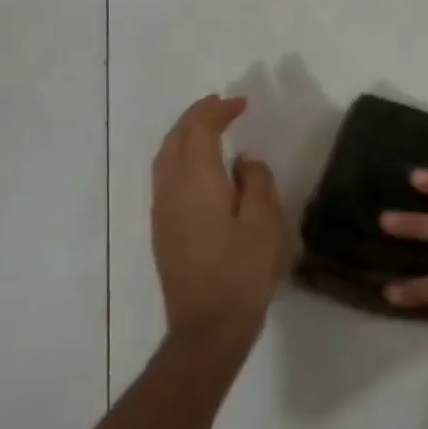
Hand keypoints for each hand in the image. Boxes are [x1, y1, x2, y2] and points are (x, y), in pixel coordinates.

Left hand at [150, 94, 287, 361]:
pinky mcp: (163, 230)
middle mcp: (171, 190)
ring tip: (209, 129)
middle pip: (175, 139)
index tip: (240, 103)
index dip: (217, 111)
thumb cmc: (243, 271)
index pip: (199, 130)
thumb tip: (244, 162)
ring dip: (185, 136)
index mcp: (196, 182)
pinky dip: (181, 158)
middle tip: (222, 106)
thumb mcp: (265, 222)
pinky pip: (166, 177)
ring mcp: (162, 211)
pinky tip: (201, 168)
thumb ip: (257, 182)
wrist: (208, 326)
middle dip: (196, 117)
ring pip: (165, 158)